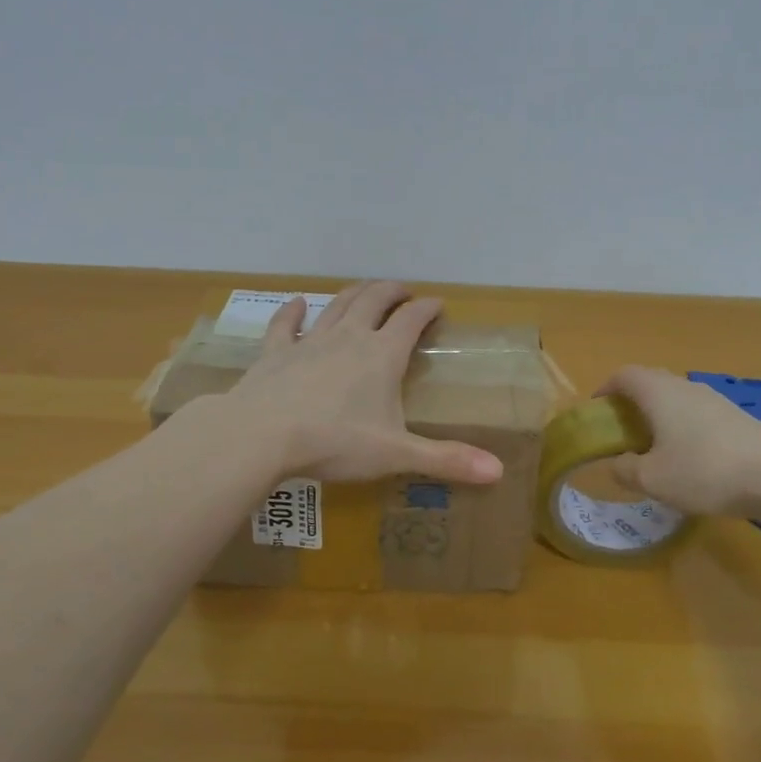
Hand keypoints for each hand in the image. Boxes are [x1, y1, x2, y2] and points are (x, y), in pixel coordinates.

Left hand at [220, 281, 503, 484]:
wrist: (262, 435)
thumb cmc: (335, 442)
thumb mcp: (396, 453)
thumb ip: (446, 460)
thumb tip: (499, 472)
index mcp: (383, 355)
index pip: (412, 319)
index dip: (428, 308)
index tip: (439, 304)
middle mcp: (350, 337)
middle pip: (374, 300)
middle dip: (393, 291)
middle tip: (404, 291)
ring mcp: (310, 341)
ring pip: (337, 305)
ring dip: (354, 293)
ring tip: (366, 289)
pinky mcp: (276, 353)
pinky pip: (285, 325)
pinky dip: (292, 311)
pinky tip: (296, 303)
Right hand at [598, 365, 760, 518]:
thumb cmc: (704, 471)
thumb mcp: (653, 480)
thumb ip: (625, 470)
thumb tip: (617, 463)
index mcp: (659, 393)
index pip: (624, 375)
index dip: (606, 388)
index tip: (598, 410)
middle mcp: (685, 386)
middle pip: (651, 381)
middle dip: (632, 401)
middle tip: (623, 430)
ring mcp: (715, 399)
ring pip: (677, 397)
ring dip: (660, 414)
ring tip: (655, 446)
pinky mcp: (737, 417)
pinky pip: (698, 412)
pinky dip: (684, 425)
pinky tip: (691, 457)